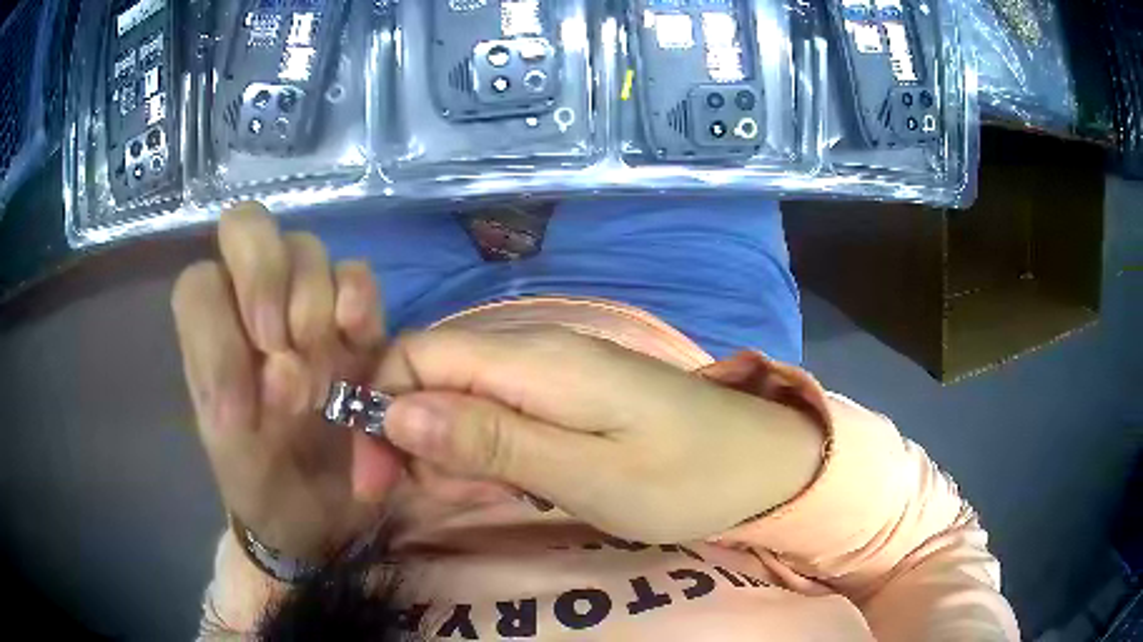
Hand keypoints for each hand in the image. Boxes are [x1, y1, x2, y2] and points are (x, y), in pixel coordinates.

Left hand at [172, 203, 402, 562]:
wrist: (316, 509)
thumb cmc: (263, 482)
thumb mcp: (229, 453)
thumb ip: (231, 401)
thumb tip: (285, 363)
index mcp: (209, 334)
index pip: (199, 283)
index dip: (220, 330)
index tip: (249, 398)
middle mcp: (250, 304)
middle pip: (246, 225)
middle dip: (264, 278)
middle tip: (283, 345)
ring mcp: (304, 304)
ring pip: (305, 247)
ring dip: (311, 306)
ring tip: (322, 379)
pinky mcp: (354, 322)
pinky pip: (357, 274)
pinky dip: (357, 299)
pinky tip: (357, 340)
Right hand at [375, 329, 823, 543]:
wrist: (761, 464)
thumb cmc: (683, 477)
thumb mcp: (584, 474)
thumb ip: (489, 440)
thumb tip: (397, 414)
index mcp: (533, 359)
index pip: (415, 355)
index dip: (378, 408)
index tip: (373, 476)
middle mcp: (532, 351)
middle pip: (430, 375)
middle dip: (400, 434)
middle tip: (403, 500)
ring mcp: (550, 373)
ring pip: (457, 398)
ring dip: (437, 449)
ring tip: (454, 499)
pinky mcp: (565, 398)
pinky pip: (495, 415)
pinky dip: (476, 452)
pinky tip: (492, 486)